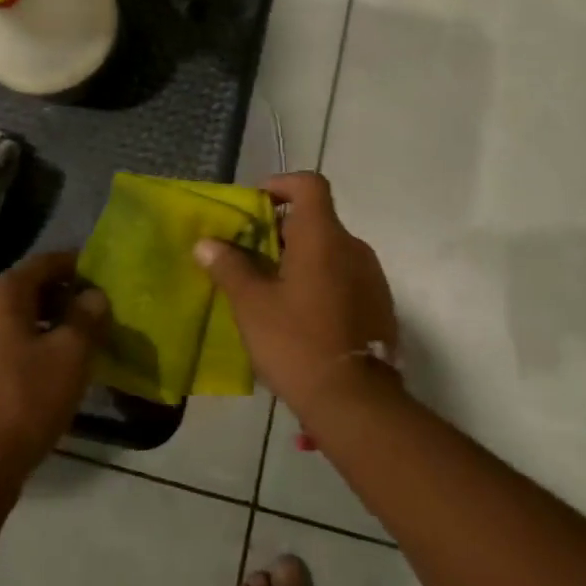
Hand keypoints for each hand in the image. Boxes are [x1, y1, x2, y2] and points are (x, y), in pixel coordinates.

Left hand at [0, 252, 108, 490]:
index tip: (103, 276)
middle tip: (96, 312)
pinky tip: (50, 367)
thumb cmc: (26, 399)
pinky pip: (2, 342)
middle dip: (64, 296)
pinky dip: (28, 344)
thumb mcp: (71, 354)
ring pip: (15, 318)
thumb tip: (94, 295)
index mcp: (0, 294)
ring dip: (47, 323)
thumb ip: (87, 316)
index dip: (77, 265)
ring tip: (79, 341)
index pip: (44, 262)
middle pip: (28, 288)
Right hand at [193, 172, 399, 427]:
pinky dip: (321, 280)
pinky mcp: (379, 304)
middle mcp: (352, 246)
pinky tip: (301, 314)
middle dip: (282, 230)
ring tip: (271, 288)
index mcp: (323, 236)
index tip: (257, 205)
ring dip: (302, 258)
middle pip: (317, 219)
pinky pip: (345, 276)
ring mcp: (371, 276)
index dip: (282, 184)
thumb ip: (229, 267)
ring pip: (331, 250)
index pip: (309, 184)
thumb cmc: (297, 342)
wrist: (356, 401)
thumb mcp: (252, 305)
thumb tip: (206, 243)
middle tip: (251, 255)